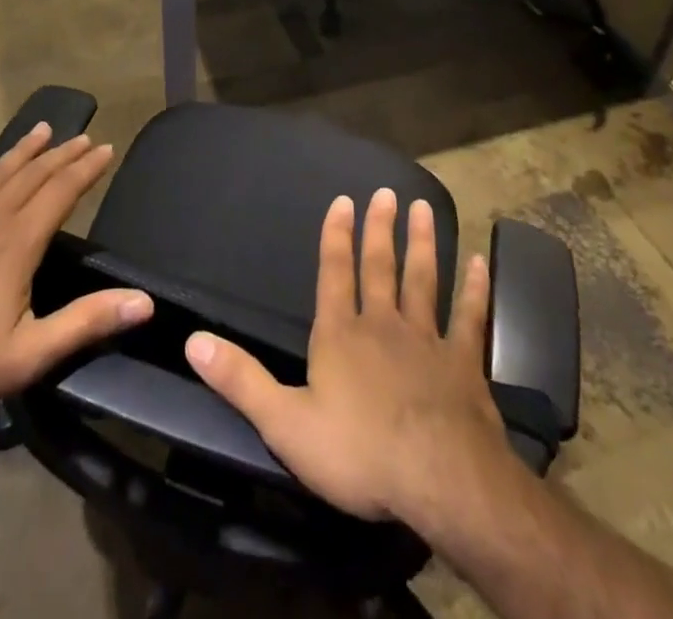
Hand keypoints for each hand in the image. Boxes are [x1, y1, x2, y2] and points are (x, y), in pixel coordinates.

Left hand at [0, 125, 154, 423]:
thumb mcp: (32, 353)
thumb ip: (88, 321)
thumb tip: (145, 301)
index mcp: (18, 244)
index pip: (61, 192)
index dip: (87, 169)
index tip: (106, 148)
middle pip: (32, 176)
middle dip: (61, 155)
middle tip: (83, 137)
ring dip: (21, 151)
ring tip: (42, 129)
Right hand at [185, 187, 512, 531]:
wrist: (440, 481)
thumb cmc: (358, 452)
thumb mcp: (285, 422)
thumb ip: (240, 379)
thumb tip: (193, 339)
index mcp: (340, 334)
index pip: (334, 273)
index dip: (336, 236)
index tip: (344, 200)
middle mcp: (382, 324)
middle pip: (380, 266)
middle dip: (381, 228)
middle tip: (387, 192)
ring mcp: (427, 340)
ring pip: (423, 280)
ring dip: (423, 243)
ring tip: (424, 208)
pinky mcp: (464, 363)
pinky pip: (469, 318)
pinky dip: (475, 290)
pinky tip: (480, 263)